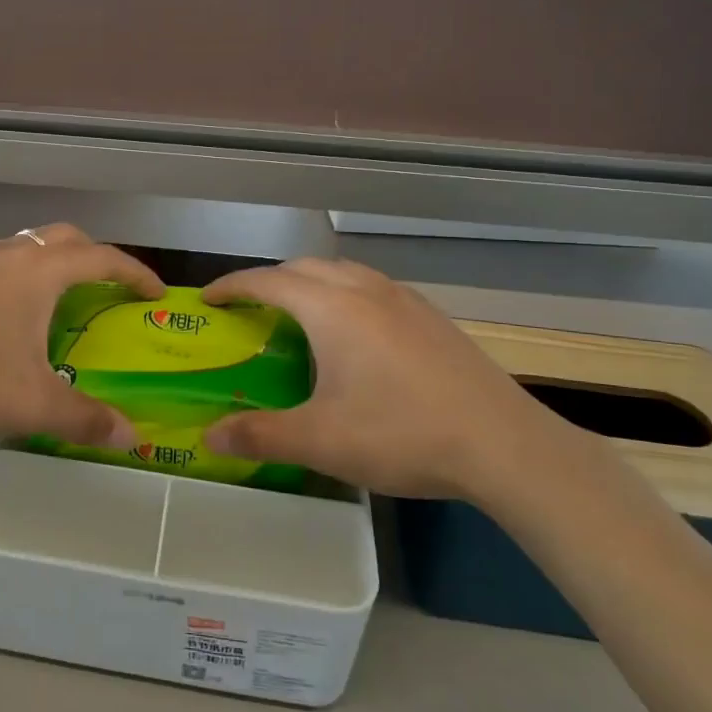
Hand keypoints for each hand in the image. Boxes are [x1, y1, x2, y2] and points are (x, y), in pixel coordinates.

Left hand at [0, 223, 162, 444]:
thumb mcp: (30, 405)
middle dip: (95, 258)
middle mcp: (8, 256)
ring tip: (61, 301)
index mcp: (38, 274)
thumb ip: (85, 418)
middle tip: (110, 290)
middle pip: (65, 238)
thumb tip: (131, 437)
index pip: (103, 259)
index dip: (136, 273)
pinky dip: (18, 277)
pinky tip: (6, 317)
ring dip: (53, 264)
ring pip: (26, 246)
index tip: (156, 293)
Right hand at [201, 258, 577, 499]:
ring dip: (311, 283)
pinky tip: (356, 335)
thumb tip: (208, 438)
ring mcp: (404, 299)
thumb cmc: (401, 434)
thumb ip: (259, 434)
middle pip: (305, 267)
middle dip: (270, 279)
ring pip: (344, 272)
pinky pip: (373, 287)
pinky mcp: (432, 316)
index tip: (208, 298)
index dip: (232, 286)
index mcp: (332, 309)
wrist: (503, 444)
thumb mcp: (321, 441)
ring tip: (299, 316)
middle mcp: (365, 290)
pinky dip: (345, 295)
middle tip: (250, 309)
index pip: (268, 280)